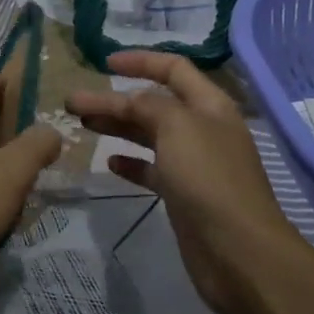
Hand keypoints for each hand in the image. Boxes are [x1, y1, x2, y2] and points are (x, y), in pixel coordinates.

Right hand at [68, 50, 312, 313]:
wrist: (239, 253)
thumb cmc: (209, 178)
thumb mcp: (177, 127)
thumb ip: (148, 105)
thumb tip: (129, 101)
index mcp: (209, 105)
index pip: (173, 68)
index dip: (140, 61)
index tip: (103, 63)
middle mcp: (203, 129)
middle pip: (153, 104)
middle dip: (115, 99)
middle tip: (75, 103)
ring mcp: (194, 164)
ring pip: (149, 135)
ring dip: (118, 127)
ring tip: (83, 124)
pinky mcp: (184, 195)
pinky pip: (152, 170)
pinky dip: (131, 163)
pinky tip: (109, 163)